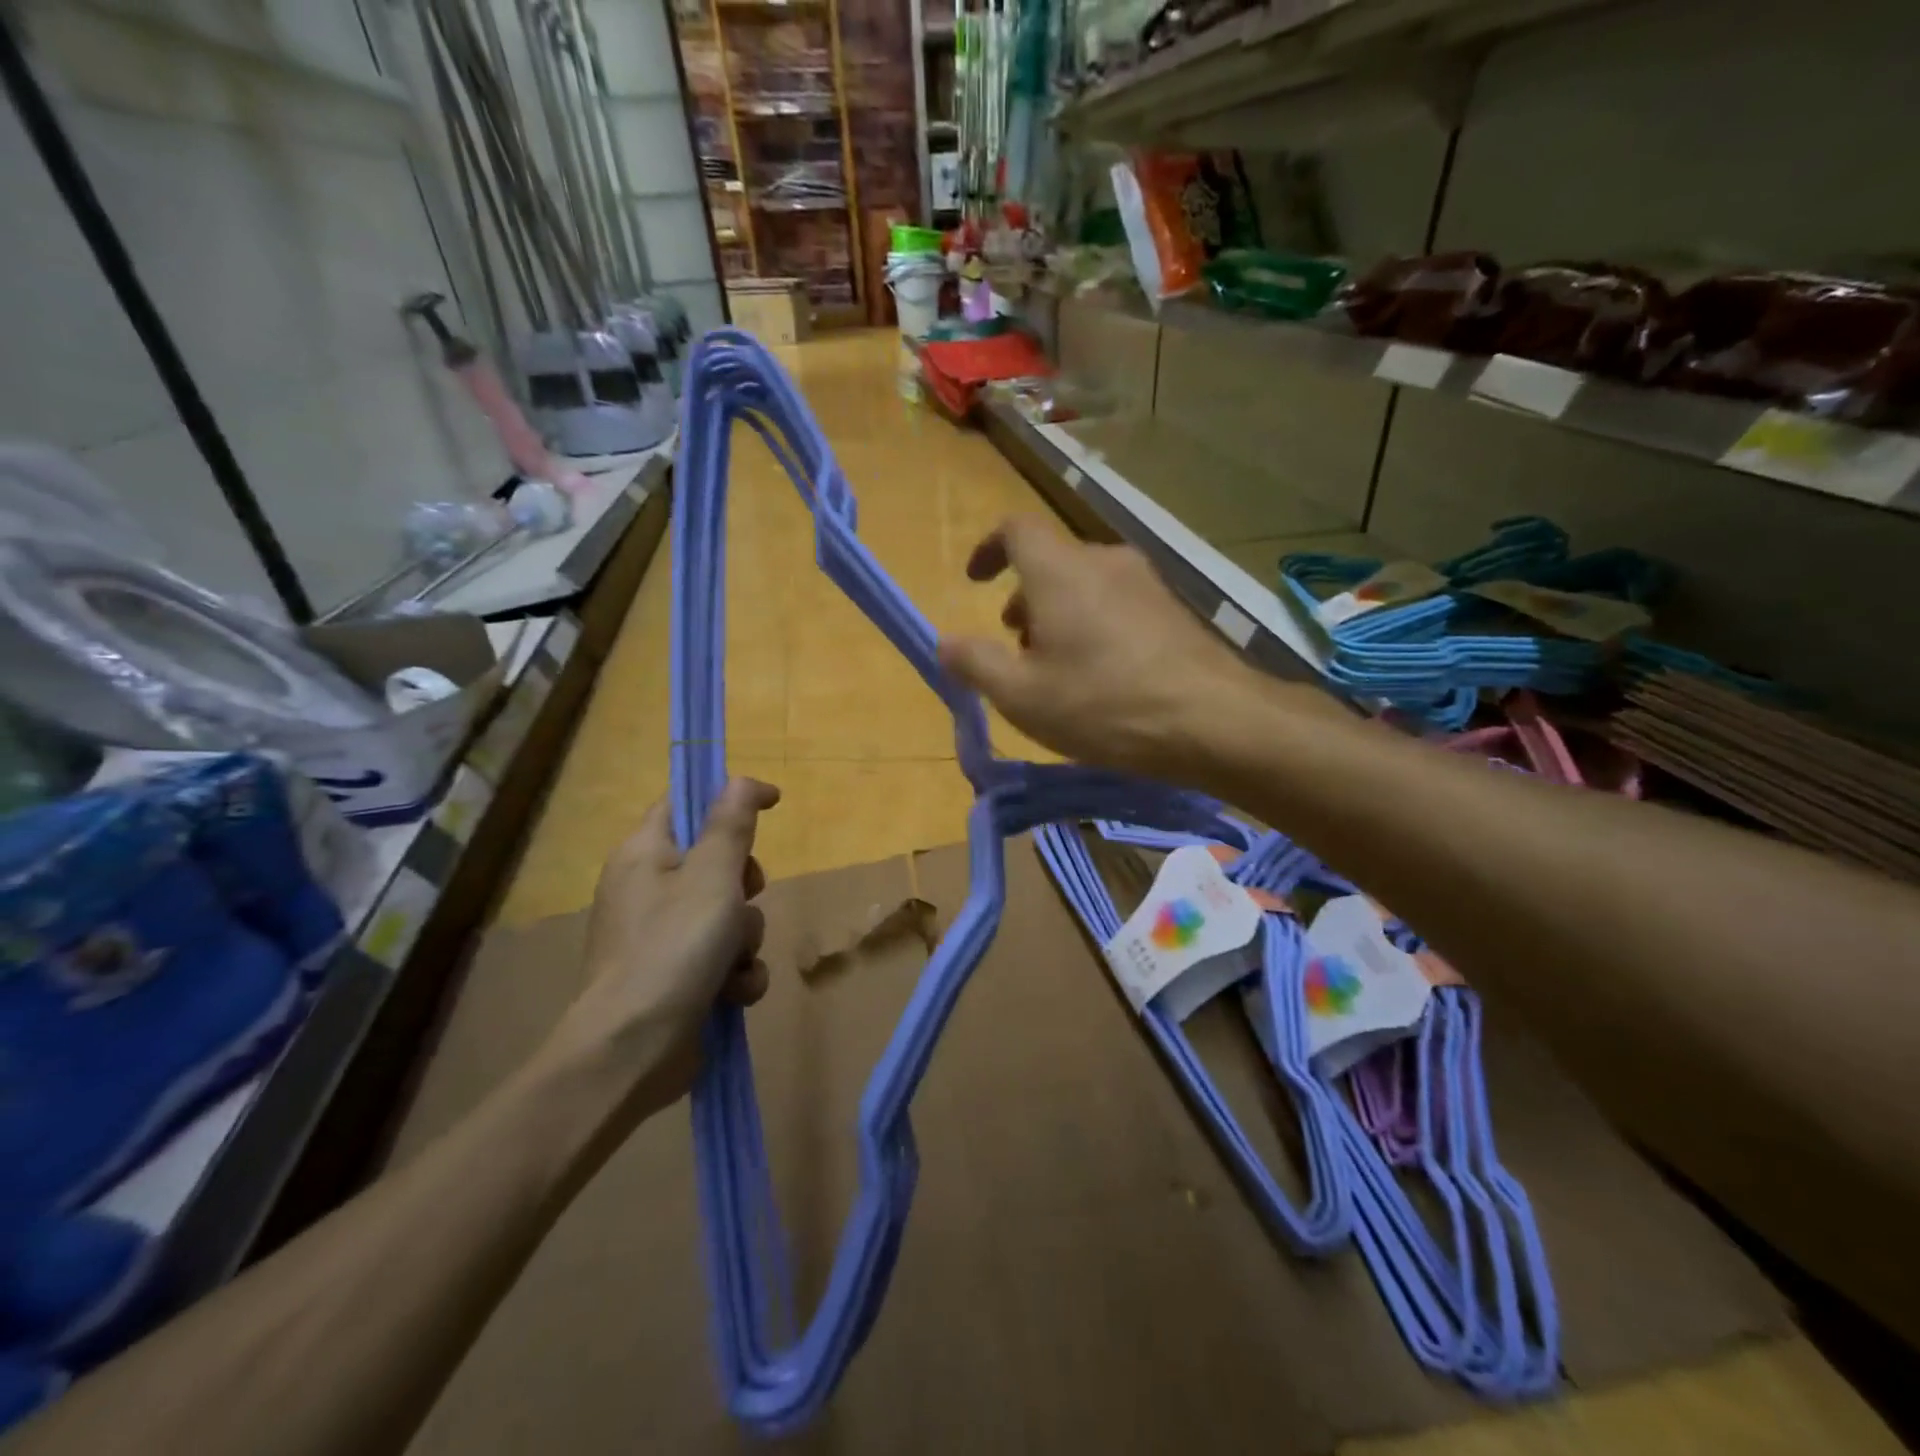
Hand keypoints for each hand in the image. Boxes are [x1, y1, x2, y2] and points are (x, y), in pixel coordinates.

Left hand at [550, 778, 779, 1106]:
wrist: (632, 1051)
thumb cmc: (672, 949)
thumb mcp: (712, 877)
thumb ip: (730, 825)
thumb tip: (740, 780)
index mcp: (644, 854)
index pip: (684, 803)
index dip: (727, 798)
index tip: (770, 805)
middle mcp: (648, 890)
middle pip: (716, 862)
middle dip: (745, 885)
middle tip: (745, 896)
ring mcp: (661, 937)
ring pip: (728, 915)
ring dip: (745, 938)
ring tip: (734, 963)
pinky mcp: (677, 978)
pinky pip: (724, 958)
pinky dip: (736, 973)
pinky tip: (733, 993)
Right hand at [936, 517, 1258, 778]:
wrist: (1214, 721)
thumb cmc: (1104, 705)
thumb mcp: (1022, 696)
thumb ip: (976, 664)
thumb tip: (945, 642)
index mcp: (1060, 571)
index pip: (1016, 528)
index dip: (989, 548)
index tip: (975, 581)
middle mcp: (1104, 561)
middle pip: (1052, 561)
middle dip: (1024, 596)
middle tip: (1016, 645)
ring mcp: (1146, 582)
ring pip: (1086, 583)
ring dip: (1059, 613)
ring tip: (1056, 667)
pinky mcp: (1174, 609)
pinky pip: (1118, 602)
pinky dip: (1094, 623)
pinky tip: (1103, 676)